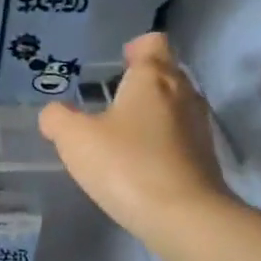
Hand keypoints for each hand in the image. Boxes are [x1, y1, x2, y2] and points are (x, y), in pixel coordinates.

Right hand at [39, 32, 232, 239]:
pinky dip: (162, 142)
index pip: (153, 43)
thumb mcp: (75, 140)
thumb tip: (54, 113)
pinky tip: (140, 164)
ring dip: (152, 114)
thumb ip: (58, 119)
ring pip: (175, 105)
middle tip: (111, 102)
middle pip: (166, 73)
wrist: (184, 217)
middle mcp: (183, 93)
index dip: (135, 48)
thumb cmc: (126, 165)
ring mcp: (199, 126)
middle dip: (141, 82)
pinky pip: (181, 136)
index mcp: (153, 78)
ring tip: (123, 135)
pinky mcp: (206, 158)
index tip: (118, 64)